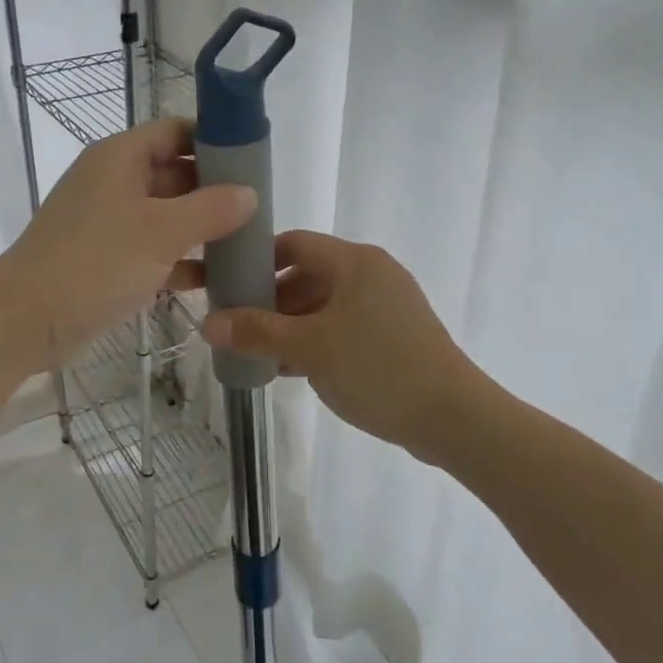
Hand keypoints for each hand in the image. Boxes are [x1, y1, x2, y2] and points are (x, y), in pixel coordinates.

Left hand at [0, 119, 256, 367]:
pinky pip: (153, 249)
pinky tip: (215, 278)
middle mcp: (113, 181)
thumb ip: (210, 209)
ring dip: (201, 227)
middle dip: (214, 188)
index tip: (254, 158)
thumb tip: (249, 194)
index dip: (213, 139)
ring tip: (248, 241)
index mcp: (120, 158)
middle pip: (174, 172)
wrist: (24, 320)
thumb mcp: (160, 232)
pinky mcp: (106, 259)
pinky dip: (180, 260)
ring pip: (166, 214)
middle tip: (259, 206)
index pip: (175, 131)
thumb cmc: (93, 263)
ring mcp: (108, 222)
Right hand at [202, 232, 475, 455]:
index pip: (295, 243)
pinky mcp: (395, 335)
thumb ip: (256, 332)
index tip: (228, 285)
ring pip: (325, 305)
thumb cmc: (377, 369)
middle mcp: (372, 274)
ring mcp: (387, 305)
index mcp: (355, 262)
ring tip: (260, 354)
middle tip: (238, 328)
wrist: (453, 418)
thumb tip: (208, 322)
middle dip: (271, 301)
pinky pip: (344, 327)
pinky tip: (293, 369)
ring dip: (291, 326)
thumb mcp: (308, 349)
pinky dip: (317, 340)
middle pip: (308, 275)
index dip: (258, 260)